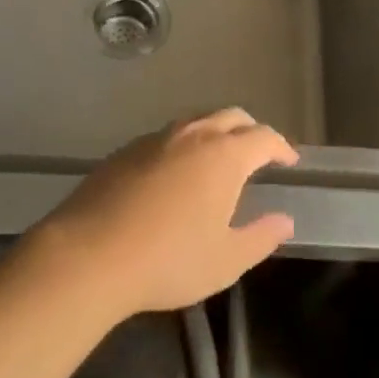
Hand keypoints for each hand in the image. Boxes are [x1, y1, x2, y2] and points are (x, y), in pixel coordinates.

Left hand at [27, 109, 298, 319]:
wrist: (90, 254)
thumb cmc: (168, 260)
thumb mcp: (225, 261)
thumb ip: (261, 237)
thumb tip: (284, 220)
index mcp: (224, 156)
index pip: (263, 137)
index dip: (281, 146)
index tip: (288, 160)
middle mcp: (194, 135)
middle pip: (232, 117)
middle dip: (251, 130)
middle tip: (258, 153)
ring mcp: (157, 138)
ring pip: (197, 121)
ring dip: (216, 131)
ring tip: (218, 158)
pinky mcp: (127, 149)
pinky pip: (167, 135)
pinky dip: (184, 144)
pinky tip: (175, 172)